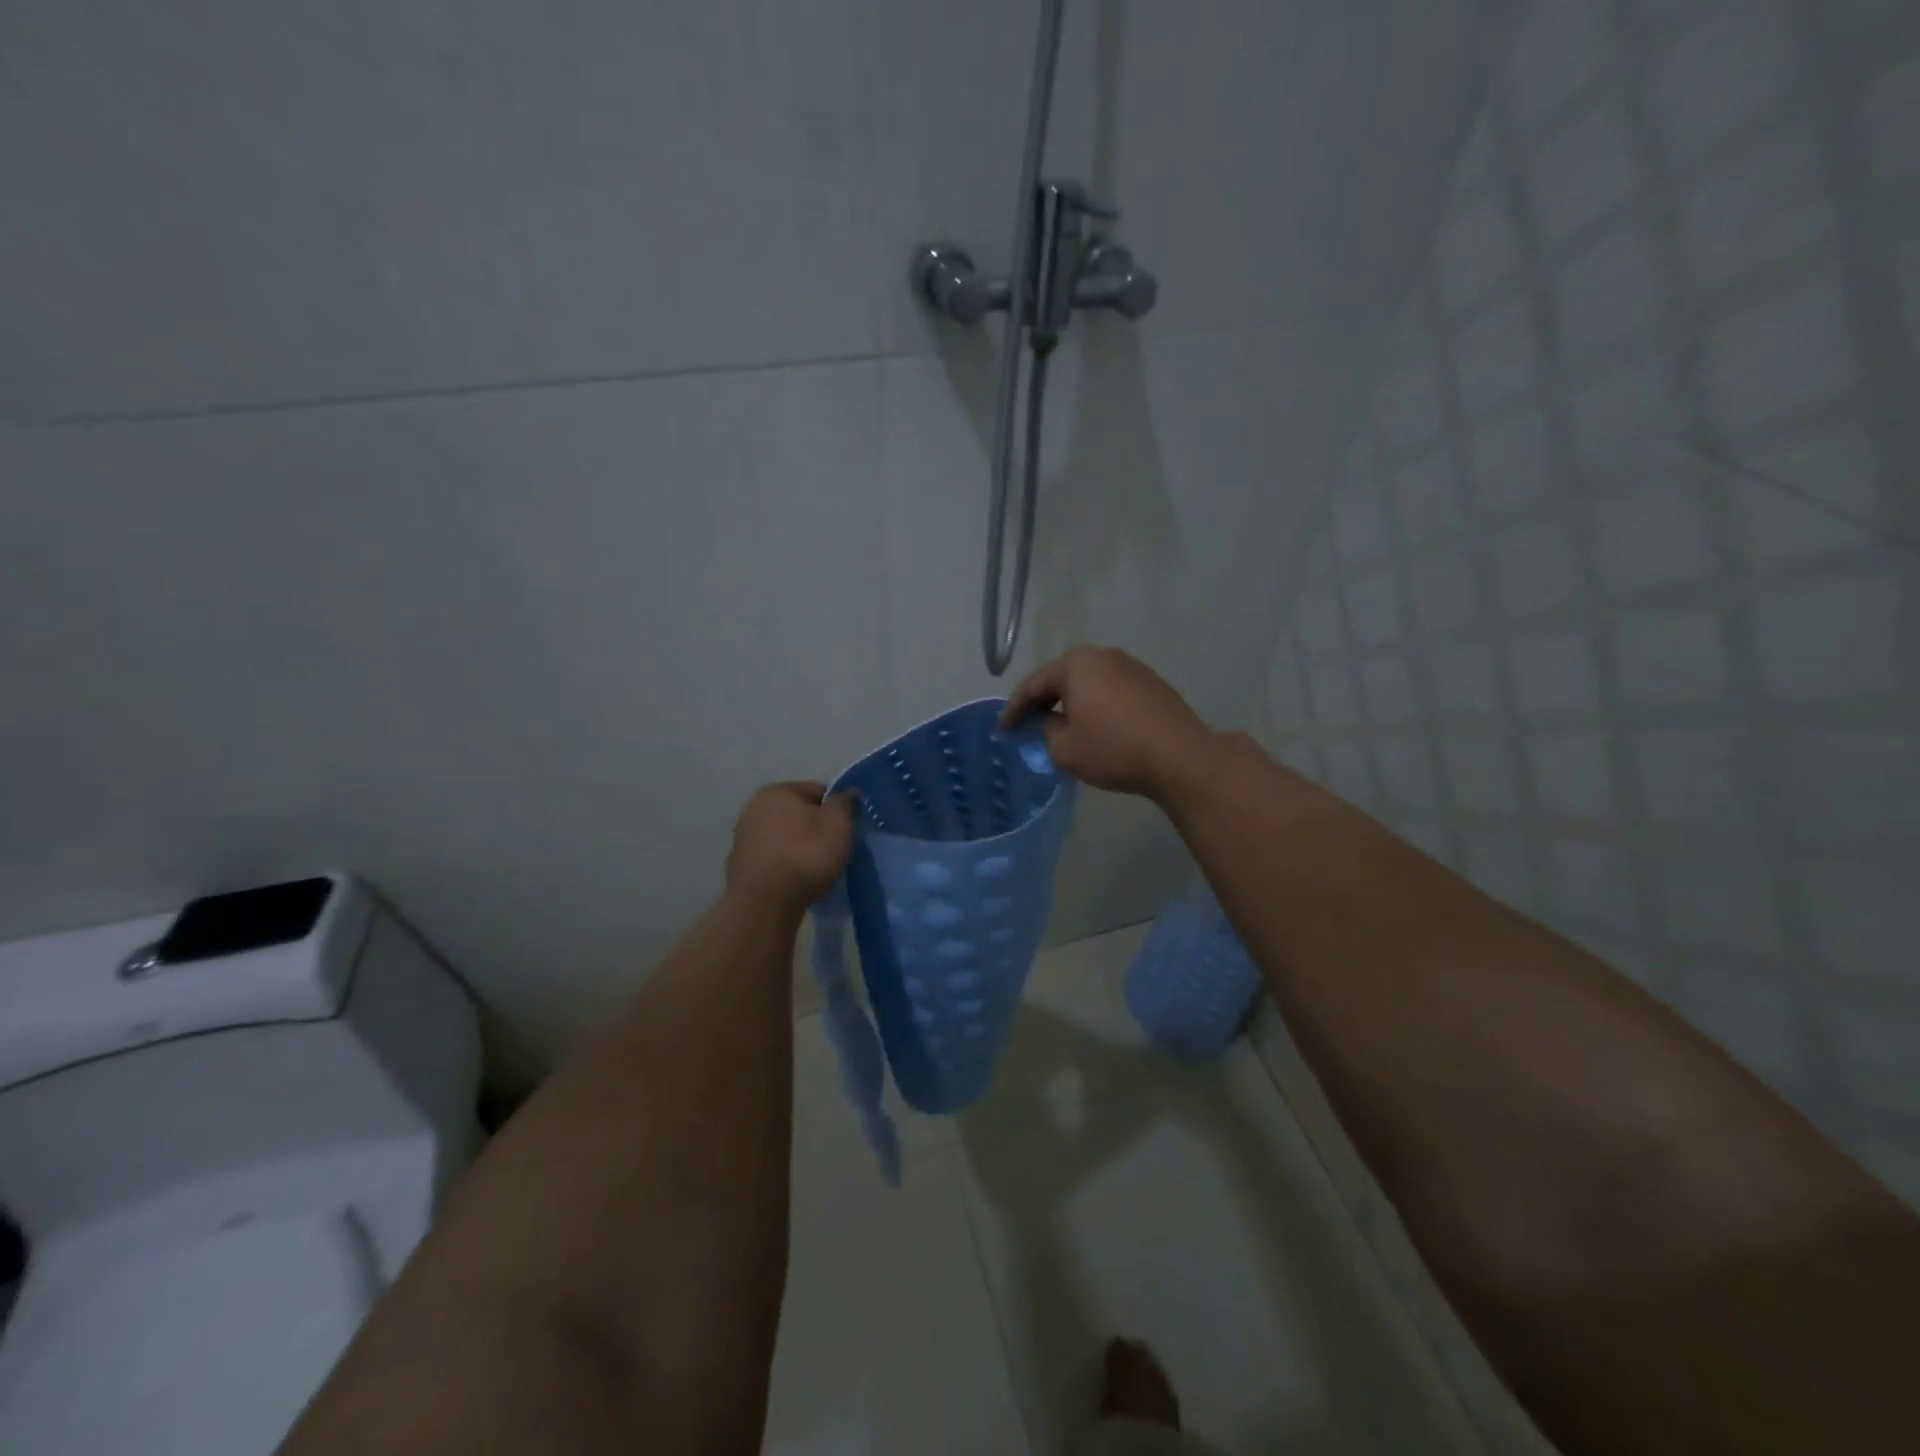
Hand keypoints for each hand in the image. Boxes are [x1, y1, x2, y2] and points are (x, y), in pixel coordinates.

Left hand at [726, 782, 854, 910]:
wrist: (766, 902)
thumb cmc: (806, 854)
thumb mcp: (838, 823)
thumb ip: (845, 802)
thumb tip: (847, 793)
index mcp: (778, 790)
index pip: (818, 791)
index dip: (836, 810)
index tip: (846, 832)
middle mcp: (754, 807)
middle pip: (798, 814)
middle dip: (815, 829)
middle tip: (833, 851)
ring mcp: (743, 837)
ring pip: (784, 837)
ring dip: (799, 848)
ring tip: (815, 870)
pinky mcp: (739, 866)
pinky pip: (772, 859)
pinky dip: (784, 866)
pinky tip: (795, 882)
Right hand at [1000, 646, 1214, 799]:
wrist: (1179, 757)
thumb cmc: (1113, 749)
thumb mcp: (1064, 749)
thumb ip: (1047, 731)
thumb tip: (1054, 722)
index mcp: (1076, 664)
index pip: (1034, 685)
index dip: (1015, 709)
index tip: (1003, 729)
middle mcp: (1103, 655)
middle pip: (1062, 678)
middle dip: (1043, 701)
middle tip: (1027, 723)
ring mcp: (1132, 666)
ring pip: (1089, 683)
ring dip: (1072, 702)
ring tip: (1061, 725)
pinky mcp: (1152, 683)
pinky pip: (1112, 691)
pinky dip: (1097, 705)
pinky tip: (1095, 725)